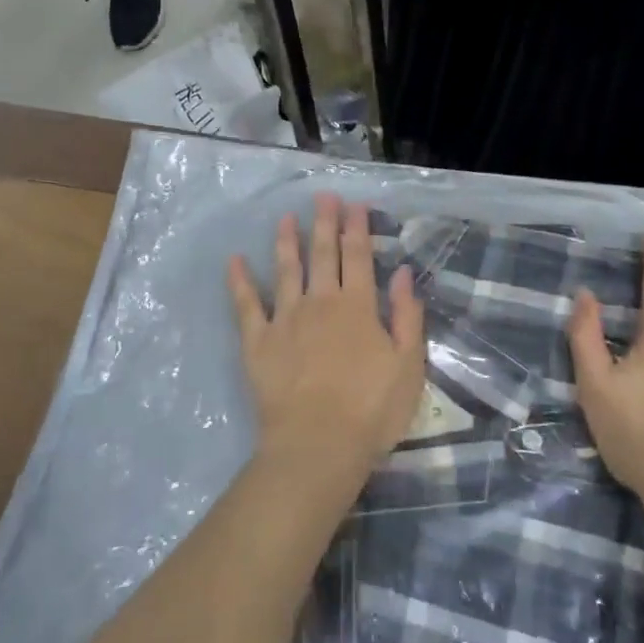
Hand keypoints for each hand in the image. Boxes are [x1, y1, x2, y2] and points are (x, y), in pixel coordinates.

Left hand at [228, 195, 426, 501]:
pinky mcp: (258, 341)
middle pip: (322, 254)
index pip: (358, 256)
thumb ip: (406, 316)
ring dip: (287, 241)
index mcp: (357, 307)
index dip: (357, 228)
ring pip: (286, 269)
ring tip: (285, 217)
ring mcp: (285, 319)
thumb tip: (402, 273)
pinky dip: (240, 281)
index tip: (354, 204)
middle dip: (324, 222)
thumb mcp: (408, 365)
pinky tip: (235, 260)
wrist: (318, 446)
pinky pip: (246, 304)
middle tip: (322, 196)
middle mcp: (320, 302)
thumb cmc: (371, 410)